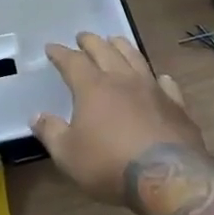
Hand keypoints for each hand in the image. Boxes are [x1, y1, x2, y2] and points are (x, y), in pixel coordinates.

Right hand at [32, 33, 206, 203]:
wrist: (169, 177)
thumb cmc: (110, 164)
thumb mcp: (68, 154)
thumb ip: (51, 132)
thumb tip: (36, 116)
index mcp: (92, 87)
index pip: (72, 61)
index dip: (60, 53)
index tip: (51, 47)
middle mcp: (122, 79)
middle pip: (104, 50)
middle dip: (90, 41)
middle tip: (82, 37)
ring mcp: (152, 89)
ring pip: (135, 57)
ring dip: (122, 46)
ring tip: (115, 41)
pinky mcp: (177, 106)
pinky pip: (166, 84)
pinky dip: (159, 78)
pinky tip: (159, 78)